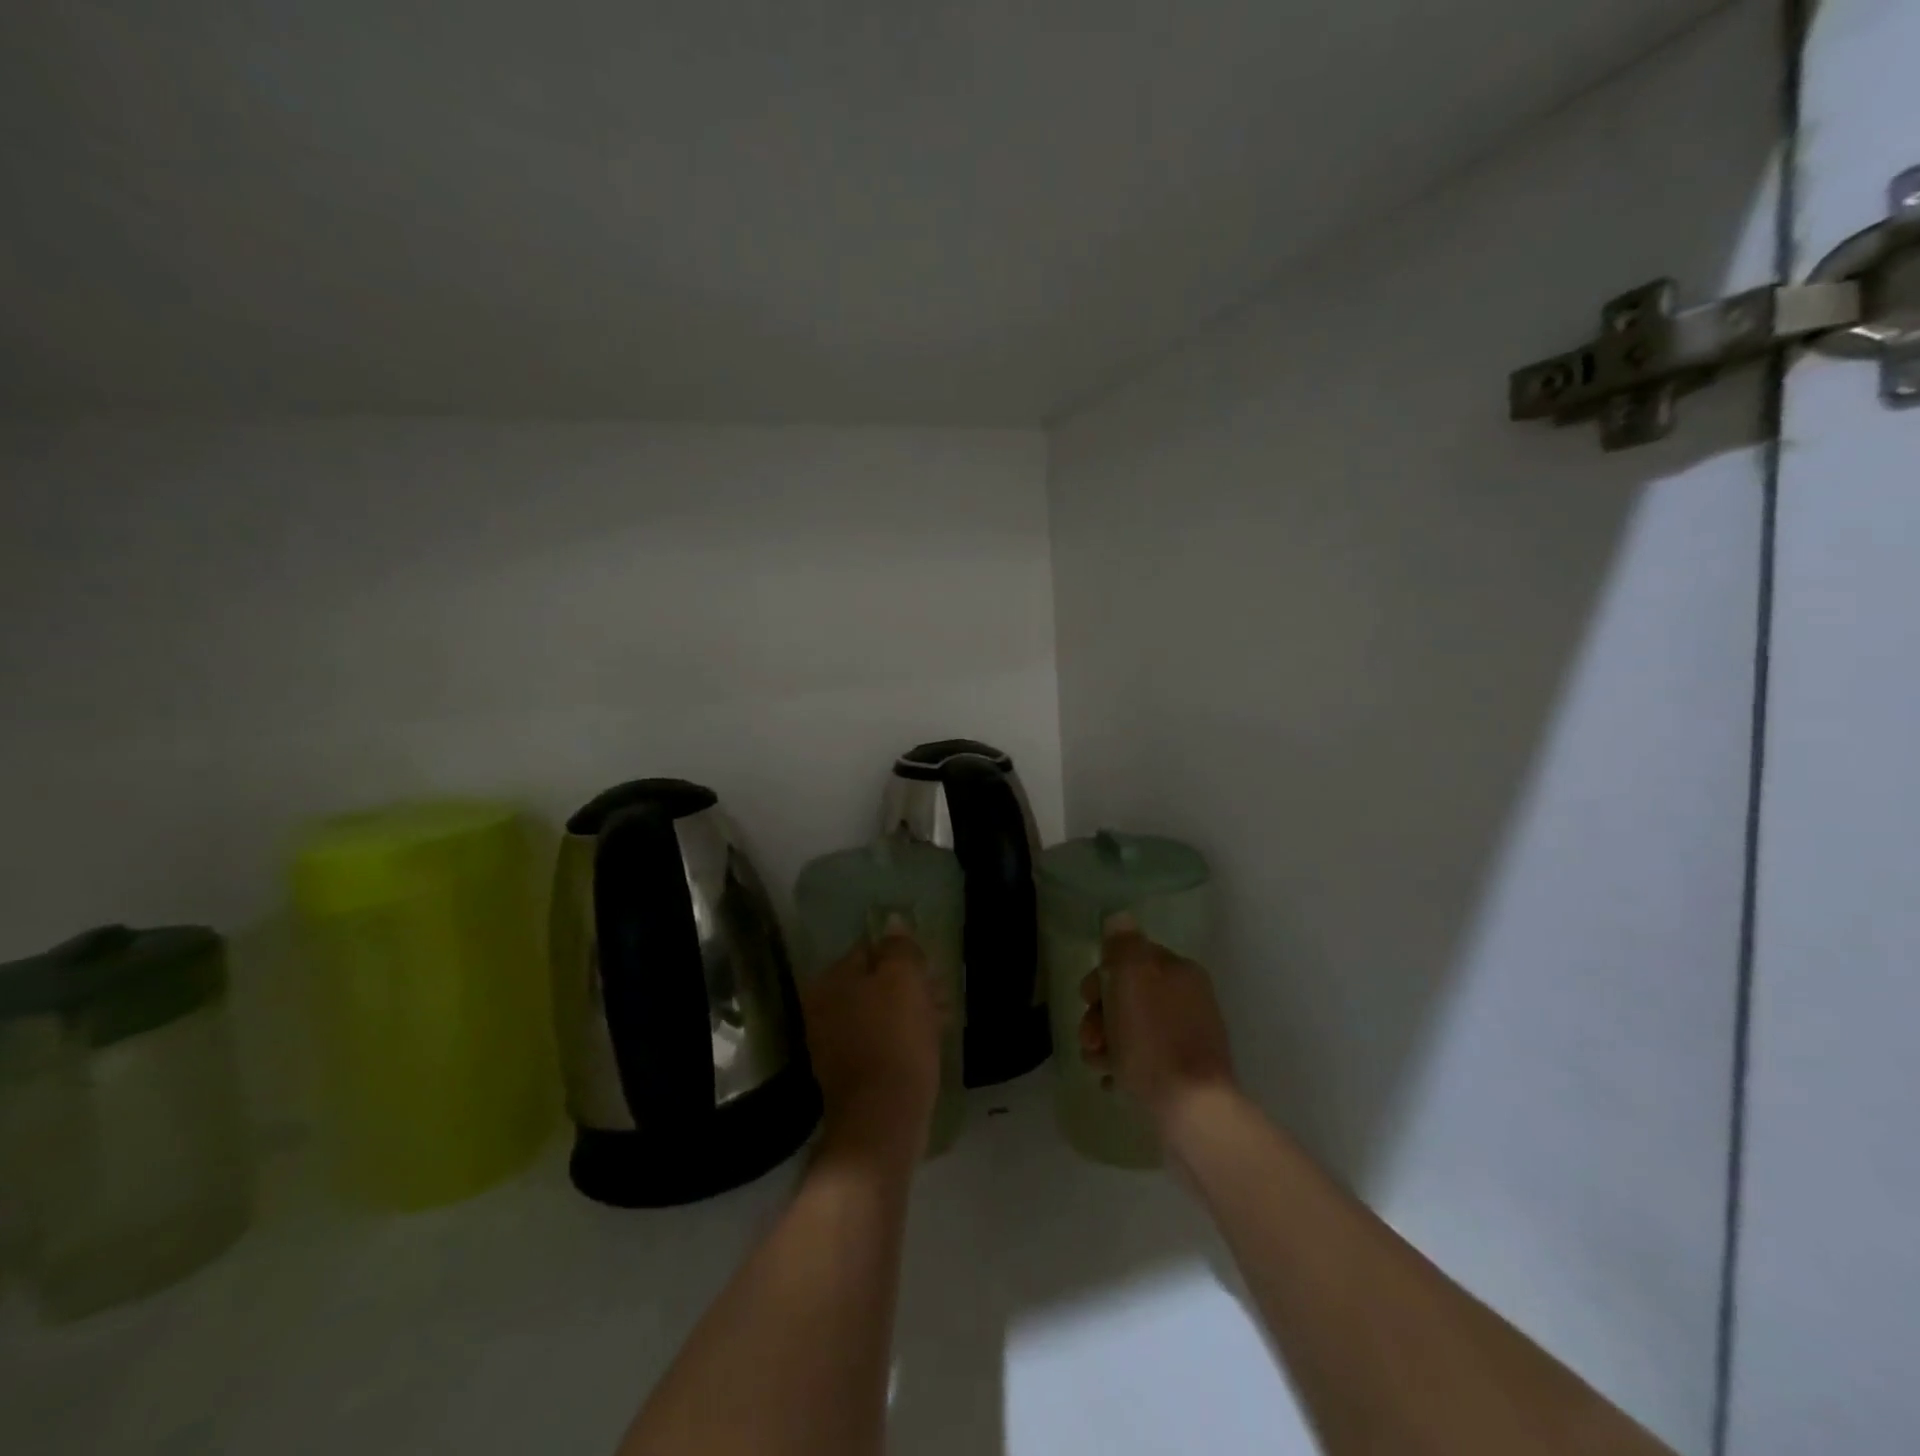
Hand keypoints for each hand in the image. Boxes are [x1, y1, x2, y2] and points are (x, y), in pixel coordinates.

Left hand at [801, 925, 943, 1169]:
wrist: (882, 1119)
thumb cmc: (895, 1039)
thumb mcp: (903, 980)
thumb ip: (899, 947)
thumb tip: (893, 923)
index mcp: (830, 981)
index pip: (869, 949)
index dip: (903, 955)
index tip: (930, 968)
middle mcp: (822, 1007)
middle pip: (873, 982)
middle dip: (908, 985)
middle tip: (940, 995)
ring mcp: (832, 1043)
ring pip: (878, 1013)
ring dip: (908, 1011)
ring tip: (941, 1020)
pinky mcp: (848, 1073)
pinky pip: (878, 1041)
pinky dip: (900, 1038)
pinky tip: (927, 1044)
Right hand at [1079, 918, 1237, 1134]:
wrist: (1192, 1113)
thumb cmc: (1154, 1040)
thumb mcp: (1132, 979)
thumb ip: (1123, 945)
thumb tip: (1119, 918)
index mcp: (1179, 972)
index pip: (1131, 958)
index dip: (1102, 976)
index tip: (1086, 999)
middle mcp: (1189, 999)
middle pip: (1128, 995)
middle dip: (1100, 1015)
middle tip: (1089, 1038)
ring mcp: (1189, 1039)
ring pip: (1132, 1029)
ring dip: (1106, 1043)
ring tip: (1097, 1065)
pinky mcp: (1186, 1076)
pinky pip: (1144, 1061)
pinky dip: (1123, 1067)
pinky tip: (1112, 1082)